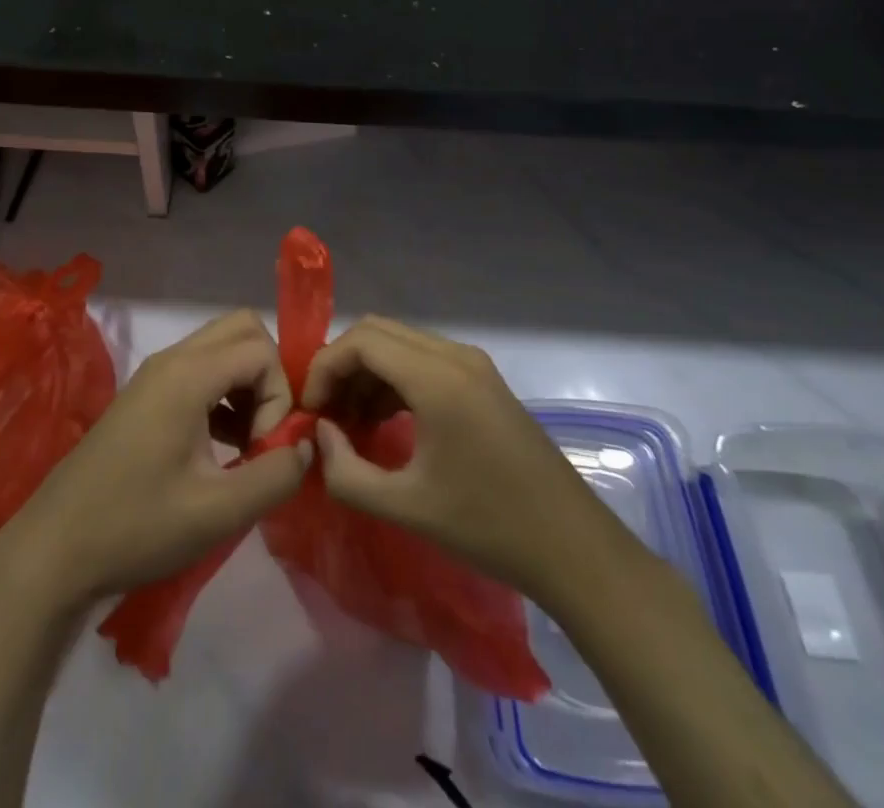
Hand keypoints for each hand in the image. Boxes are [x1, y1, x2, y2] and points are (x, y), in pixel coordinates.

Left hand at [0, 309, 311, 610]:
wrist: (55, 549)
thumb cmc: (137, 527)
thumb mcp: (218, 512)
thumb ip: (276, 475)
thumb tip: (307, 447)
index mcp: (188, 374)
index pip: (261, 349)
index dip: (279, 395)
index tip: (265, 448)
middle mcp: (172, 359)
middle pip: (242, 330)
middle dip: (268, 375)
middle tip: (265, 432)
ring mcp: (155, 374)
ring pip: (221, 348)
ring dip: (246, 385)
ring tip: (246, 447)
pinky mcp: (146, 394)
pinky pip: (200, 370)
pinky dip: (223, 394)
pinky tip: (220, 448)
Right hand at [301, 316, 600, 599]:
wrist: (574, 548)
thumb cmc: (489, 527)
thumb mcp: (406, 507)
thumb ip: (346, 472)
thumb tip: (319, 434)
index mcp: (438, 378)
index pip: (362, 341)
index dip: (324, 367)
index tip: (309, 410)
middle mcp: (455, 356)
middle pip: (379, 333)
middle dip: (342, 366)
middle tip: (324, 414)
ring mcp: (473, 365)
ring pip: (400, 345)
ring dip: (367, 374)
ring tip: (348, 424)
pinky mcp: (483, 381)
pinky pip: (423, 361)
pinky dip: (394, 381)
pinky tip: (383, 423)